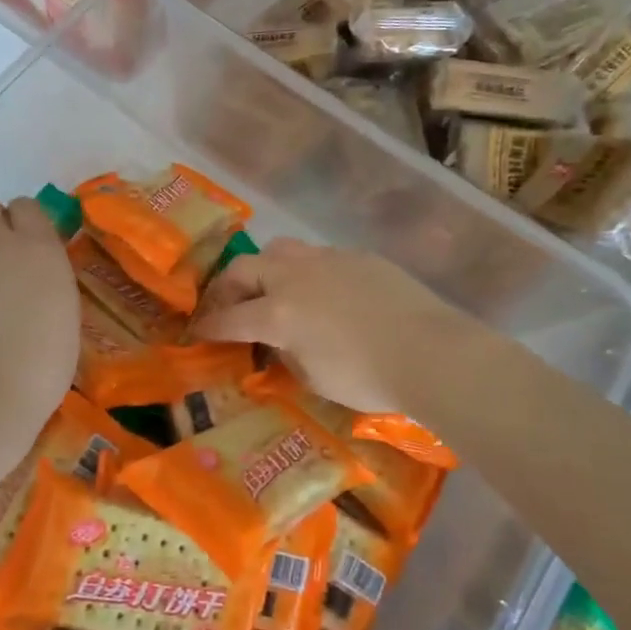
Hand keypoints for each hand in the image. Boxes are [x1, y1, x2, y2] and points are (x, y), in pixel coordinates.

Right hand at [194, 238, 468, 415]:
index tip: (198, 331)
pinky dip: (305, 272)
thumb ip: (288, 355)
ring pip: (280, 250)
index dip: (209, 325)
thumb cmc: (368, 377)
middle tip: (226, 306)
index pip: (230, 317)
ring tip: (270, 290)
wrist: (432, 352)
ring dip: (265, 269)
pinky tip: (322, 293)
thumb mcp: (315, 379)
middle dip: (226, 288)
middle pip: (244, 268)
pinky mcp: (358, 257)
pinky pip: (319, 257)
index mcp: (279, 313)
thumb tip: (281, 343)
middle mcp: (295, 277)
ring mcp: (328, 261)